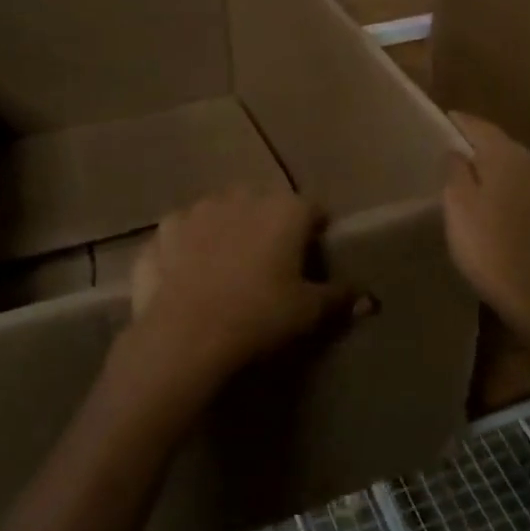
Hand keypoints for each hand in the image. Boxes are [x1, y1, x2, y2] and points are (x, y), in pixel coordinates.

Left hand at [128, 188, 351, 394]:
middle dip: (268, 225)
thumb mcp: (308, 312)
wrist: (185, 334)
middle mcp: (242, 196)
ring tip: (225, 267)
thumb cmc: (259, 316)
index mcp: (284, 209)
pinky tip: (187, 274)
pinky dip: (188, 246)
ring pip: (221, 212)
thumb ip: (339, 297)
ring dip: (226, 229)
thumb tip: (366, 297)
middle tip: (270, 263)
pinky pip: (183, 232)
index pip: (313, 208)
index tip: (314, 255)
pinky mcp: (163, 228)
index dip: (316, 230)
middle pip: (264, 204)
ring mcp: (198, 208)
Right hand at [443, 113, 529, 327]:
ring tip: (487, 185)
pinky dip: (522, 195)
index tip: (449, 118)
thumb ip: (455, 169)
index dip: (463, 122)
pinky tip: (512, 210)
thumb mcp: (457, 204)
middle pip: (505, 148)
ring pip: (524, 171)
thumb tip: (458, 151)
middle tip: (463, 155)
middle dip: (485, 149)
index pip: (481, 127)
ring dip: (506, 173)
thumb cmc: (486, 244)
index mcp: (507, 156)